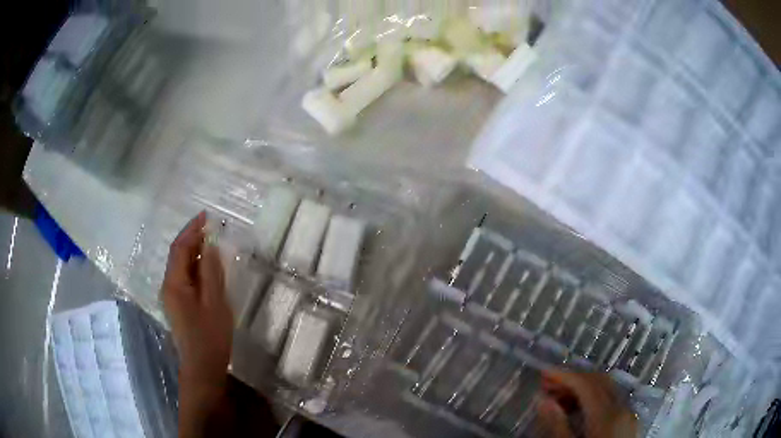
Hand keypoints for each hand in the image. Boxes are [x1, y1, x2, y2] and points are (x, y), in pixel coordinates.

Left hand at [161, 212, 232, 389]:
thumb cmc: (210, 336)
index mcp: (174, 283)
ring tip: (211, 243)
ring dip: (193, 252)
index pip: (180, 248)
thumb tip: (209, 246)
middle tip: (210, 227)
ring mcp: (171, 297)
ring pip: (180, 266)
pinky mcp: (178, 305)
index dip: (192, 229)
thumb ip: (211, 272)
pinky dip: (194, 267)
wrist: (202, 367)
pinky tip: (206, 268)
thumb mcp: (215, 302)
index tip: (206, 216)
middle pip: (177, 255)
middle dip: (192, 238)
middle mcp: (168, 286)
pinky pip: (184, 278)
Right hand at [536, 370, 636, 437]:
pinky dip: (592, 399)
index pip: (586, 384)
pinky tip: (577, 410)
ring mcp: (627, 413)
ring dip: (582, 388)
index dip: (564, 375)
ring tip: (558, 398)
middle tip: (547, 384)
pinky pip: (610, 401)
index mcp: (607, 414)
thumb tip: (543, 400)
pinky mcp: (627, 422)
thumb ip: (557, 426)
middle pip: (598, 381)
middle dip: (573, 379)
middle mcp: (622, 407)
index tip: (543, 373)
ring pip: (605, 389)